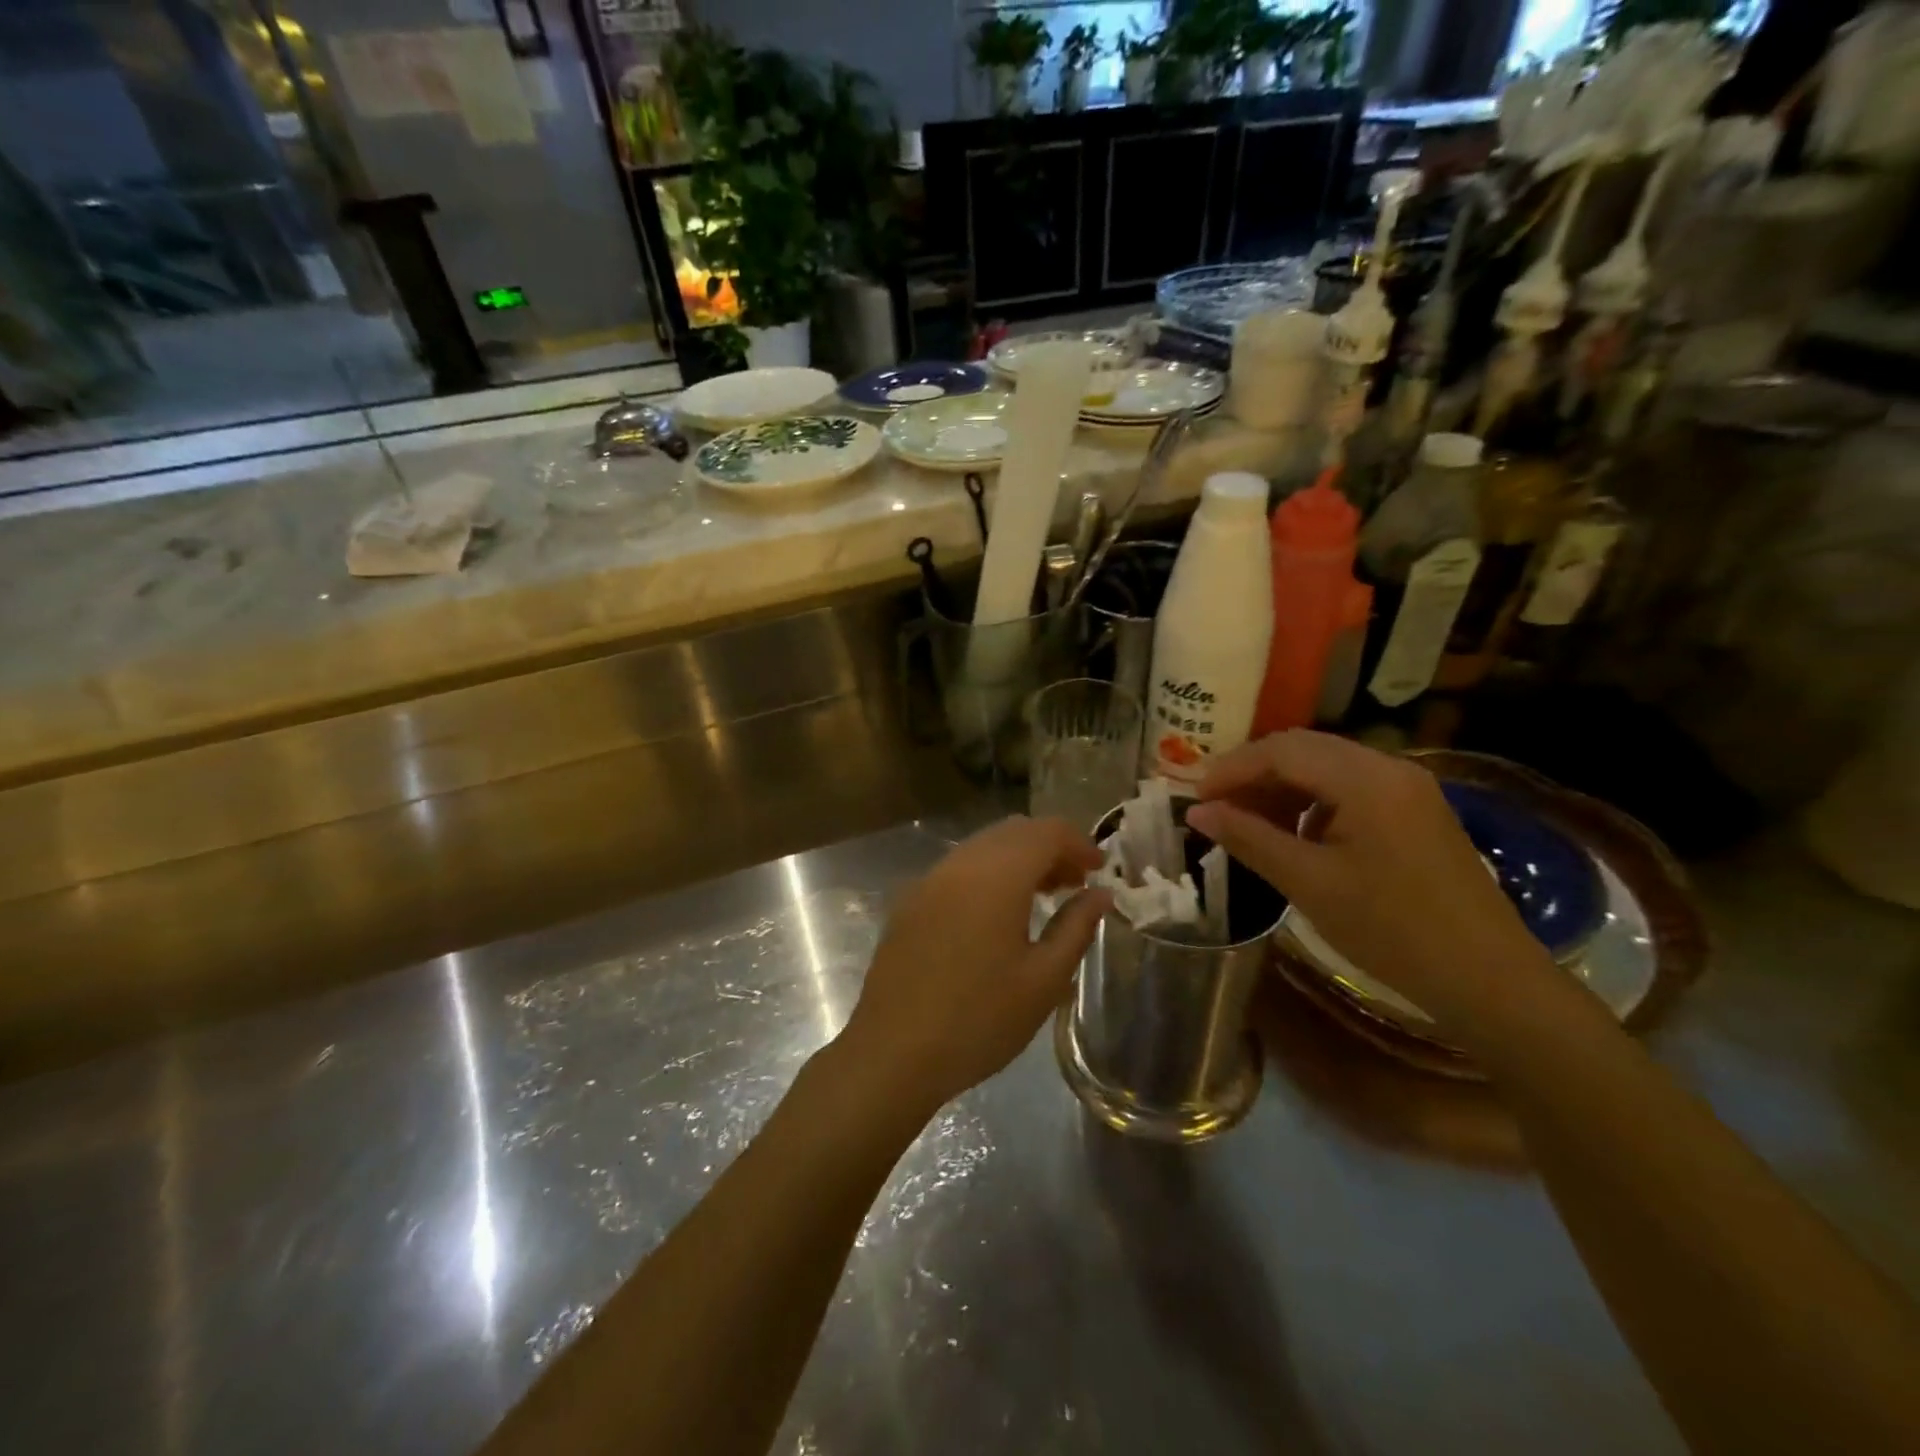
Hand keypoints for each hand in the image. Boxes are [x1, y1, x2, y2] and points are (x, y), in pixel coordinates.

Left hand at [833, 817, 1109, 1117]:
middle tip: (1076, 884)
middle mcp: (960, 864)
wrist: (893, 1052)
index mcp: (996, 875)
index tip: (1100, 871)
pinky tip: (997, 915)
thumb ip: (1076, 927)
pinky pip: (958, 868)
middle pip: (1014, 831)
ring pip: (983, 846)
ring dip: (1018, 859)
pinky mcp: (909, 901)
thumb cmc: (979, 1019)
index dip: (1079, 843)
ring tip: (1042, 898)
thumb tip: (1100, 893)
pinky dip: (988, 873)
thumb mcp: (1043, 980)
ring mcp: (928, 880)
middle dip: (1050, 847)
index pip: (1046, 831)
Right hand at [1184, 731, 1551, 1030]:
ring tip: (1247, 823)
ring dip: (1281, 787)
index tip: (1194, 797)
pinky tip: (1294, 835)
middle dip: (1253, 773)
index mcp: (1366, 780)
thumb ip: (1249, 838)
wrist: (1489, 979)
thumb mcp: (1309, 883)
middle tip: (1214, 806)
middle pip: (1304, 749)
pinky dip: (1311, 802)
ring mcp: (1408, 788)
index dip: (1231, 769)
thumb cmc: (1392, 930)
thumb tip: (1197, 811)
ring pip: (1326, 767)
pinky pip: (1350, 788)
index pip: (1282, 750)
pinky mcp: (1415, 811)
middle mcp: (1390, 768)